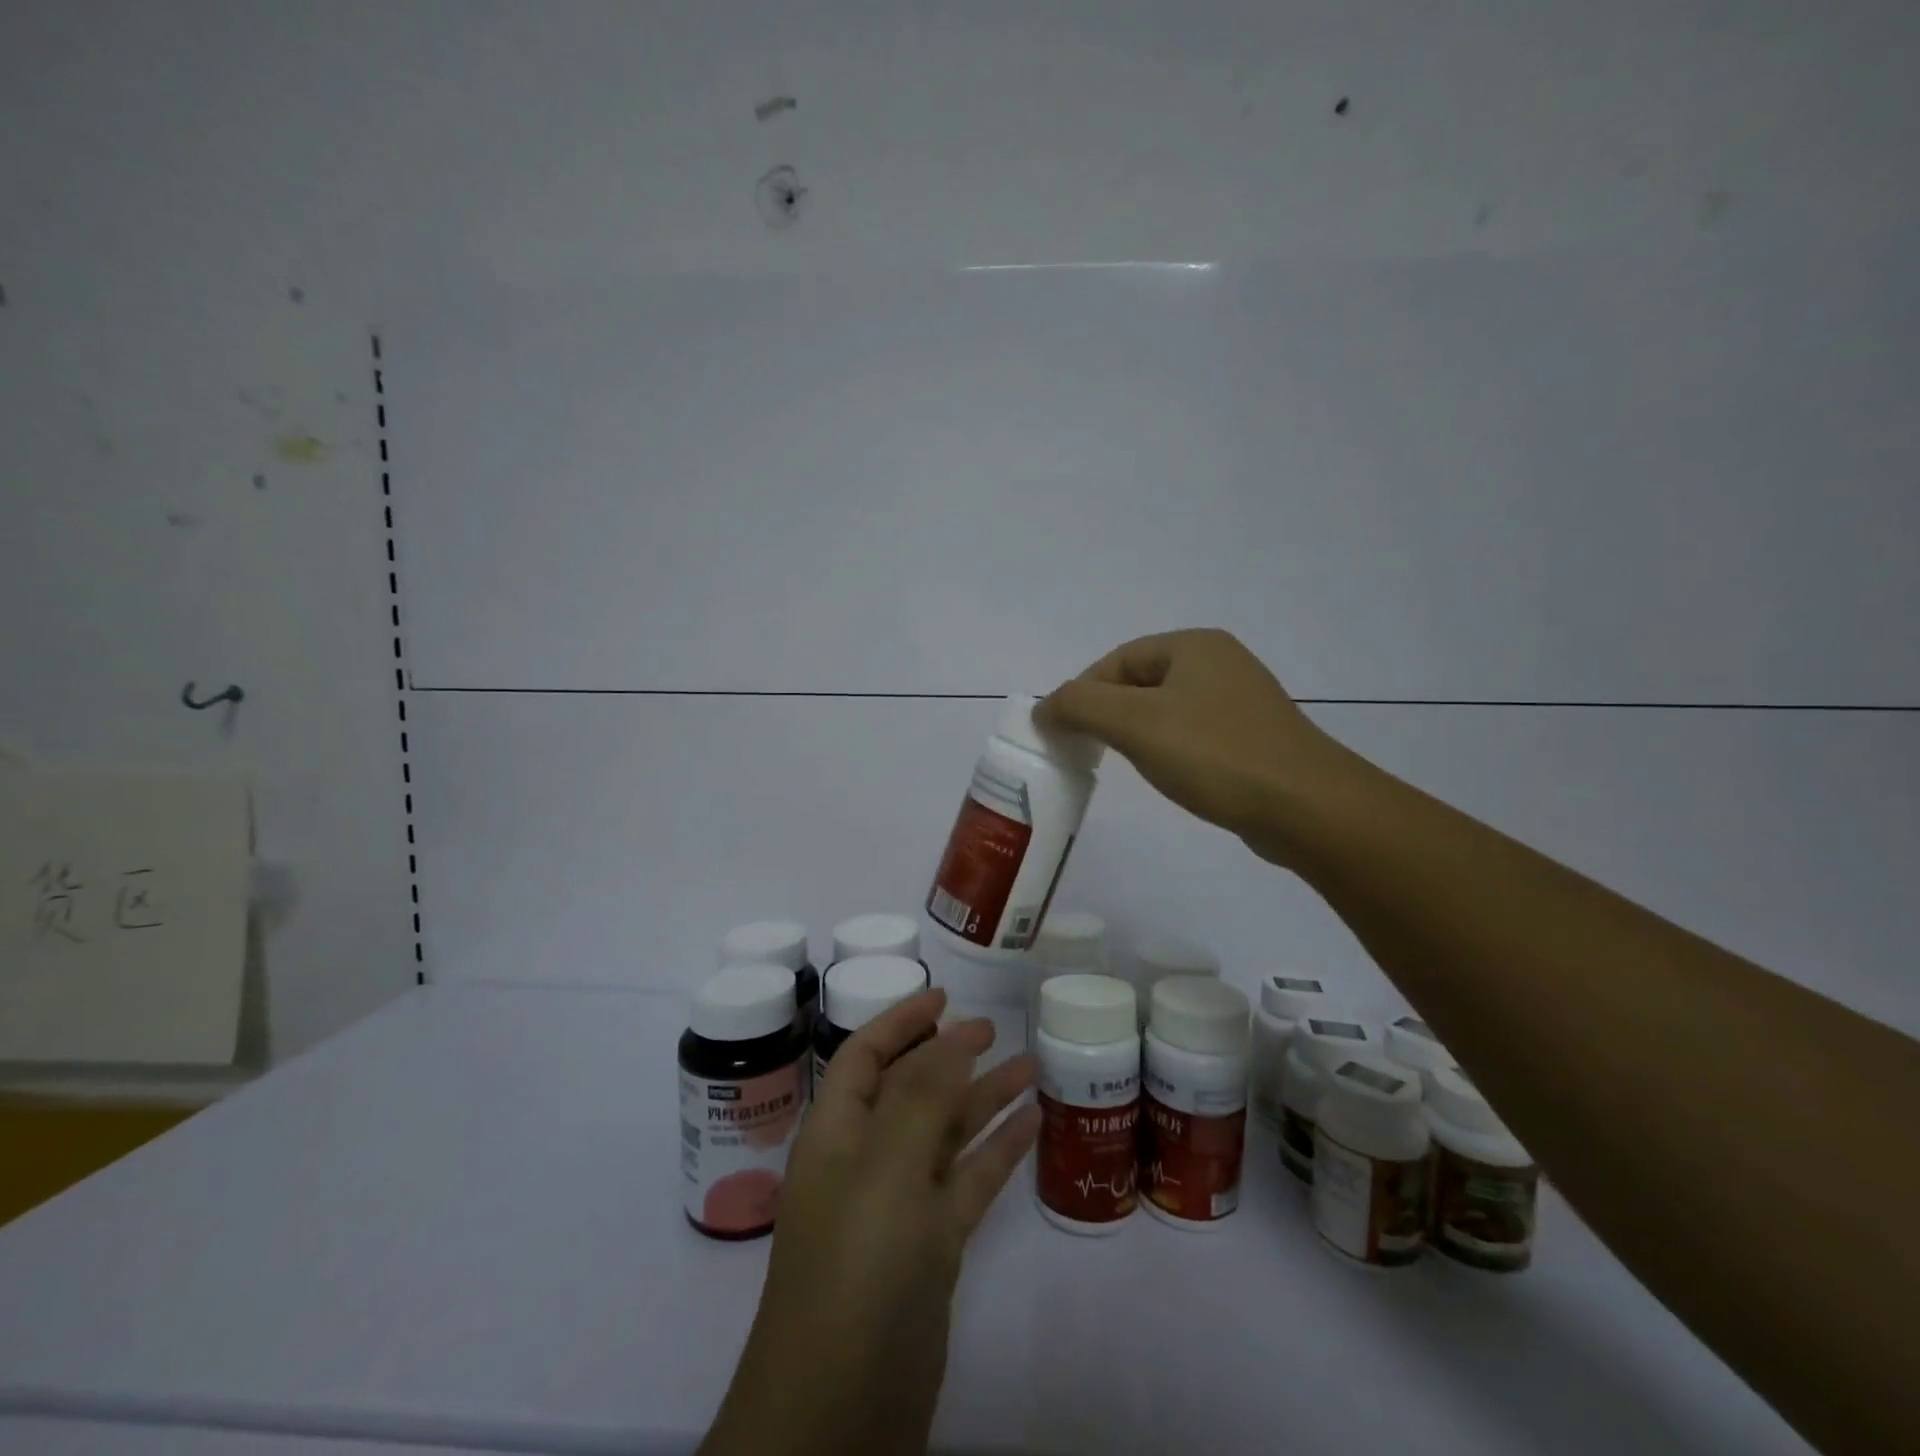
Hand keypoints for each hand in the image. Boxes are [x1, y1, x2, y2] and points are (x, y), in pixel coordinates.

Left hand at [700, 988, 1039, 1455]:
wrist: (842, 1412)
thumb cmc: (856, 1266)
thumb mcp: (886, 1166)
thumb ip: (921, 1093)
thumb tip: (954, 1033)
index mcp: (837, 1132)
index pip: (866, 1054)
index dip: (901, 1019)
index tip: (943, 994)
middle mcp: (866, 1159)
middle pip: (910, 1088)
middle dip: (948, 1053)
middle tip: (994, 1028)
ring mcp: (900, 1205)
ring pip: (945, 1132)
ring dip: (984, 1097)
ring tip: (1031, 1065)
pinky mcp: (932, 1247)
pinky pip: (968, 1180)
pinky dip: (998, 1149)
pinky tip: (1034, 1123)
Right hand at [1035, 628, 1354, 867]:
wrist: (1307, 808)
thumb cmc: (1215, 754)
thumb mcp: (1134, 724)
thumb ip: (1079, 706)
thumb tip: (1043, 708)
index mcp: (1193, 645)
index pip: (1116, 660)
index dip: (1082, 693)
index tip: (1063, 733)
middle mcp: (1220, 662)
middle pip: (1140, 683)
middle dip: (1107, 714)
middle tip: (1088, 751)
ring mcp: (1241, 700)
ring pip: (1166, 710)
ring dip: (1136, 733)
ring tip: (1125, 765)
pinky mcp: (1253, 737)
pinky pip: (1194, 734)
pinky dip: (1169, 750)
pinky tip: (1170, 776)